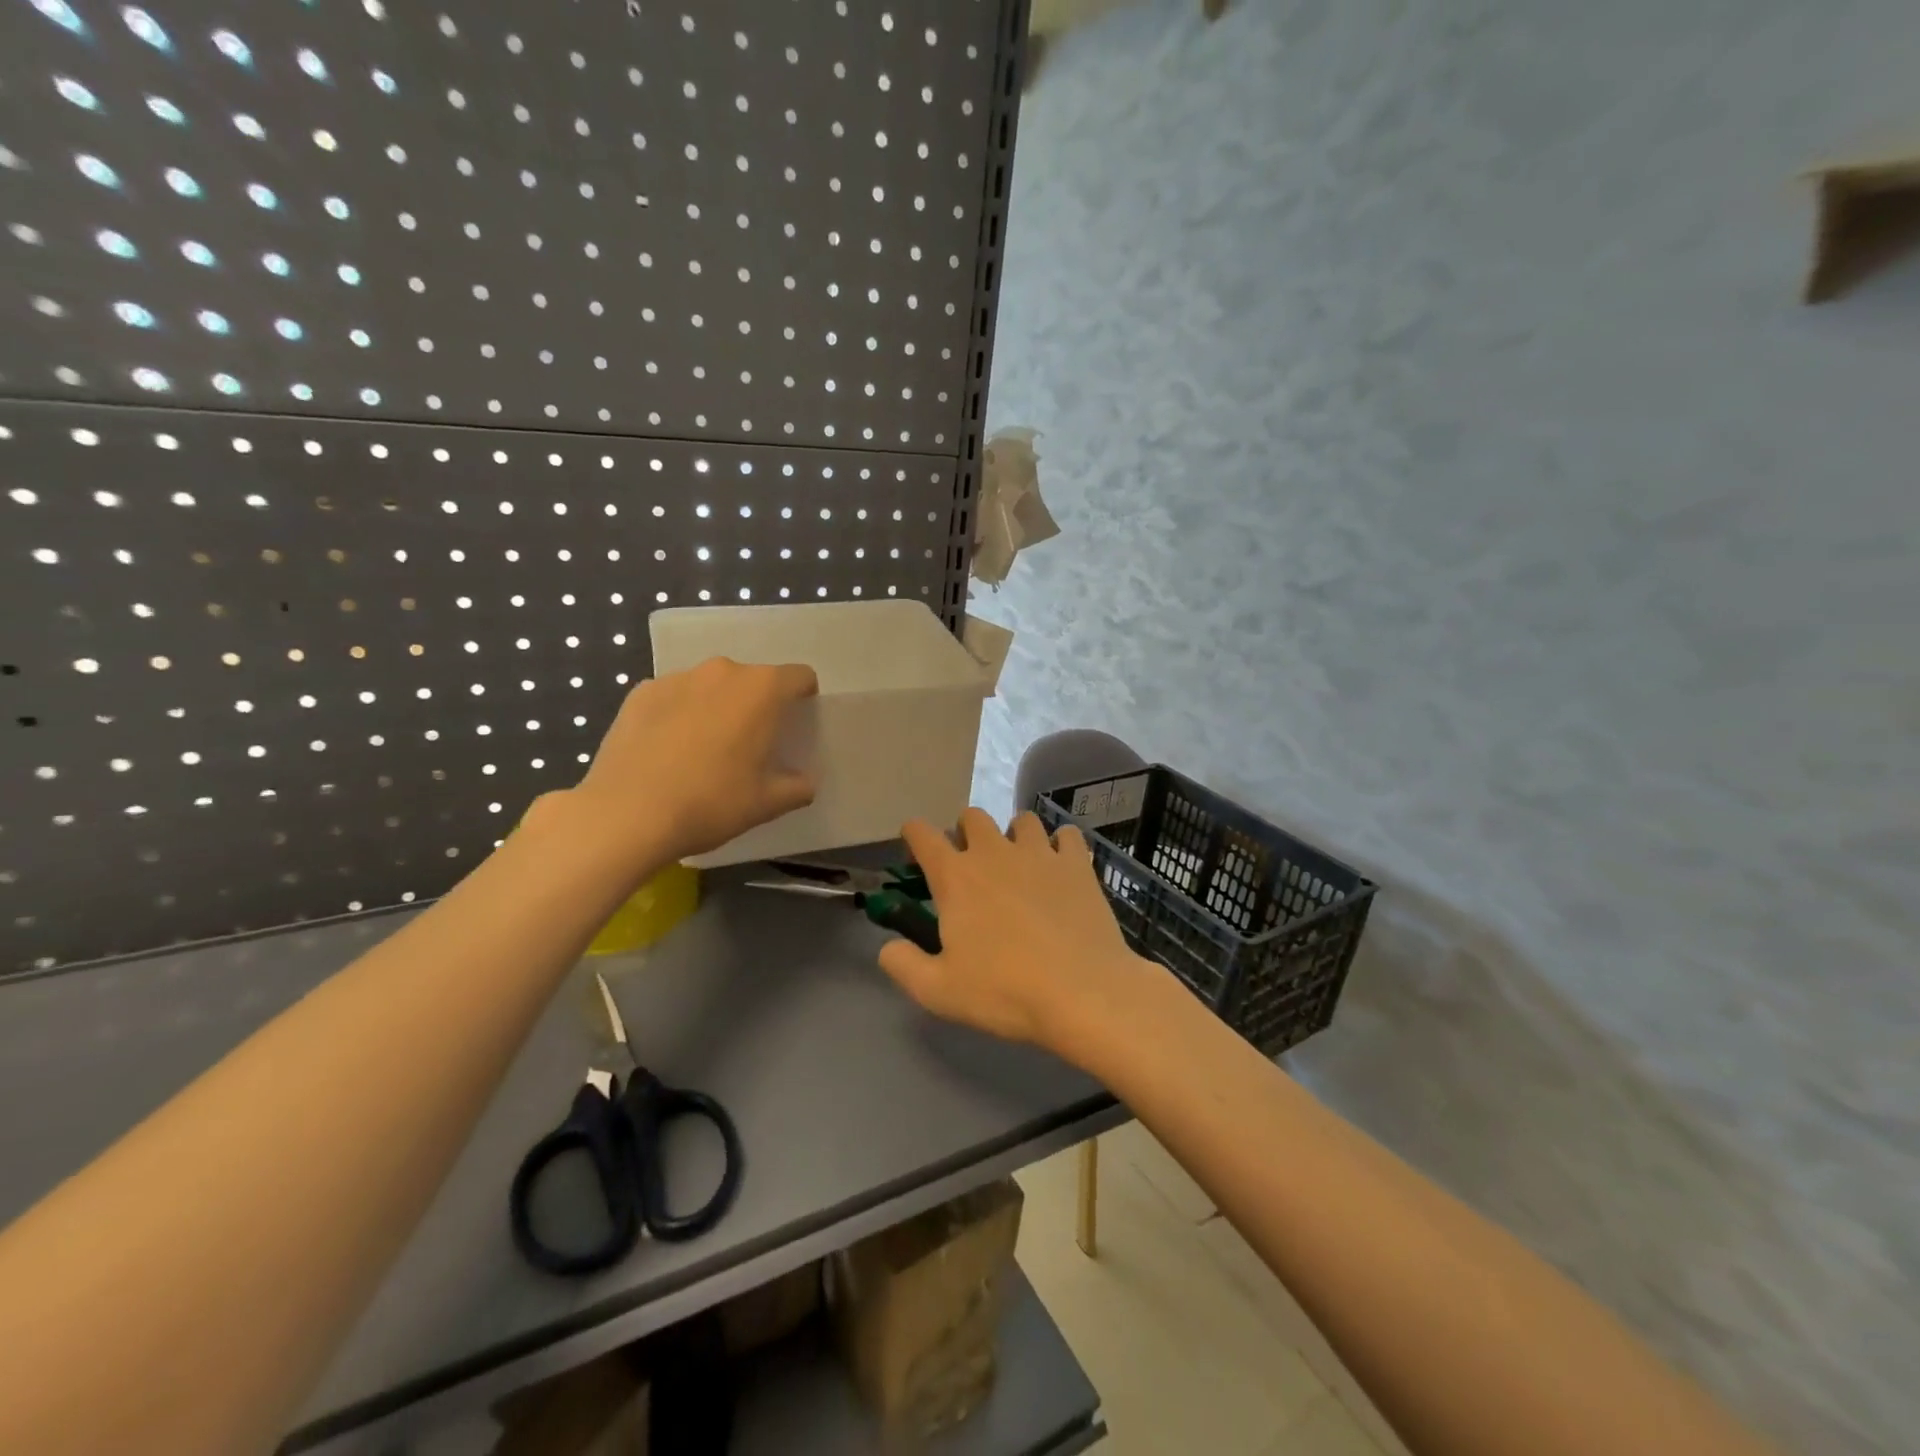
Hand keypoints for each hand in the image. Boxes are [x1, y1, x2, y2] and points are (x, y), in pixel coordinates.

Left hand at [570, 657, 818, 865]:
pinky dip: (680, 714)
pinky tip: (669, 751)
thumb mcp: (767, 803)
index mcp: (761, 690)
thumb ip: (797, 787)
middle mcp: (722, 671)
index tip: (794, 728)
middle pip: (754, 680)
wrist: (627, 815)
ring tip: (705, 750)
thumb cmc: (711, 803)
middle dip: (758, 705)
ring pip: (712, 686)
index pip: (800, 677)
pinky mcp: (640, 692)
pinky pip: (675, 697)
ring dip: (717, 707)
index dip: (804, 699)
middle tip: (750, 746)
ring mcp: (677, 678)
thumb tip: (804, 783)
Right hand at [877, 808, 1157, 1059]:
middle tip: (971, 866)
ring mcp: (1039, 853)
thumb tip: (887, 948)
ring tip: (1019, 865)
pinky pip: (1067, 835)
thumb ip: (903, 965)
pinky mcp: (1077, 864)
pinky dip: (1060, 845)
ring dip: (1014, 836)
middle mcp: (994, 852)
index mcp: (955, 877)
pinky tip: (1060, 868)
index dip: (913, 835)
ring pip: (1022, 819)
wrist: (1082, 992)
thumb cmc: (1005, 991)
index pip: (922, 834)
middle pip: (972, 816)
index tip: (915, 848)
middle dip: (965, 832)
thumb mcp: (938, 991)